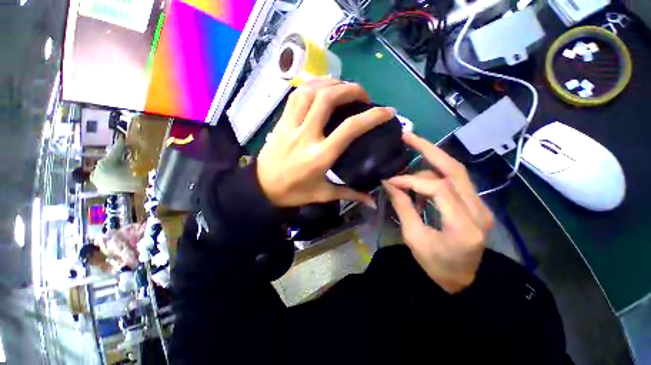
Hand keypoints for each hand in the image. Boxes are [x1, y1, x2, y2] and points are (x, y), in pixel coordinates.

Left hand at [257, 78, 395, 207]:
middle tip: (363, 95)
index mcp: (320, 156)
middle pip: (328, 99)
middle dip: (351, 89)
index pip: (350, 128)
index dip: (372, 116)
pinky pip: (295, 96)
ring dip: (330, 83)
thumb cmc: (294, 192)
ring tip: (343, 87)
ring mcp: (291, 126)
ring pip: (310, 92)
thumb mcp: (323, 194)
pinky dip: (310, 86)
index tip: (387, 111)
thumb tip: (372, 201)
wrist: (262, 188)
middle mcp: (306, 135)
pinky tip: (321, 87)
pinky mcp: (281, 122)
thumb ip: (350, 194)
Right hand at [383, 133, 493, 293]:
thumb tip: (390, 184)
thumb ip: (403, 207)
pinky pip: (455, 182)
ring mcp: (481, 206)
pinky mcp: (477, 205)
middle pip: (454, 168)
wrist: (464, 282)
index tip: (391, 180)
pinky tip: (420, 186)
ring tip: (407, 170)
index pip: (437, 188)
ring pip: (455, 172)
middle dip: (428, 149)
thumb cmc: (436, 266)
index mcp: (464, 225)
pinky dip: (435, 177)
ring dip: (429, 164)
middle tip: (407, 137)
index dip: (411, 180)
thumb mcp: (414, 238)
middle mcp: (479, 210)